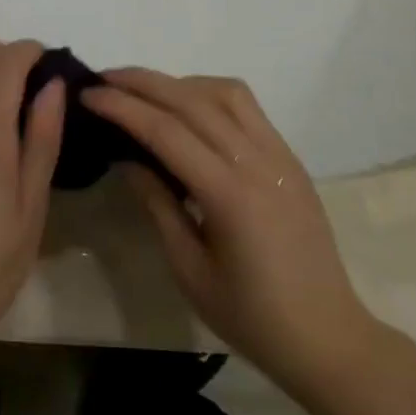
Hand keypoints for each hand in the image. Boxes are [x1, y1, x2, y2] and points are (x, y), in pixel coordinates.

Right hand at [81, 69, 380, 402]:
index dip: (122, 107)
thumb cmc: (250, 315)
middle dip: (142, 82)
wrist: (327, 336)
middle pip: (192, 99)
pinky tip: (187, 110)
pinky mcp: (290, 159)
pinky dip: (209, 94)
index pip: (166, 131)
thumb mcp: (188, 268)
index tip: (88, 94)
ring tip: (144, 92)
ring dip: (179, 82)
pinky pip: (247, 108)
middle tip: (103, 78)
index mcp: (230, 195)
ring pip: (225, 92)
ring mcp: (280, 156)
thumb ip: (157, 204)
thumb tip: (126, 159)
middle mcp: (257, 162)